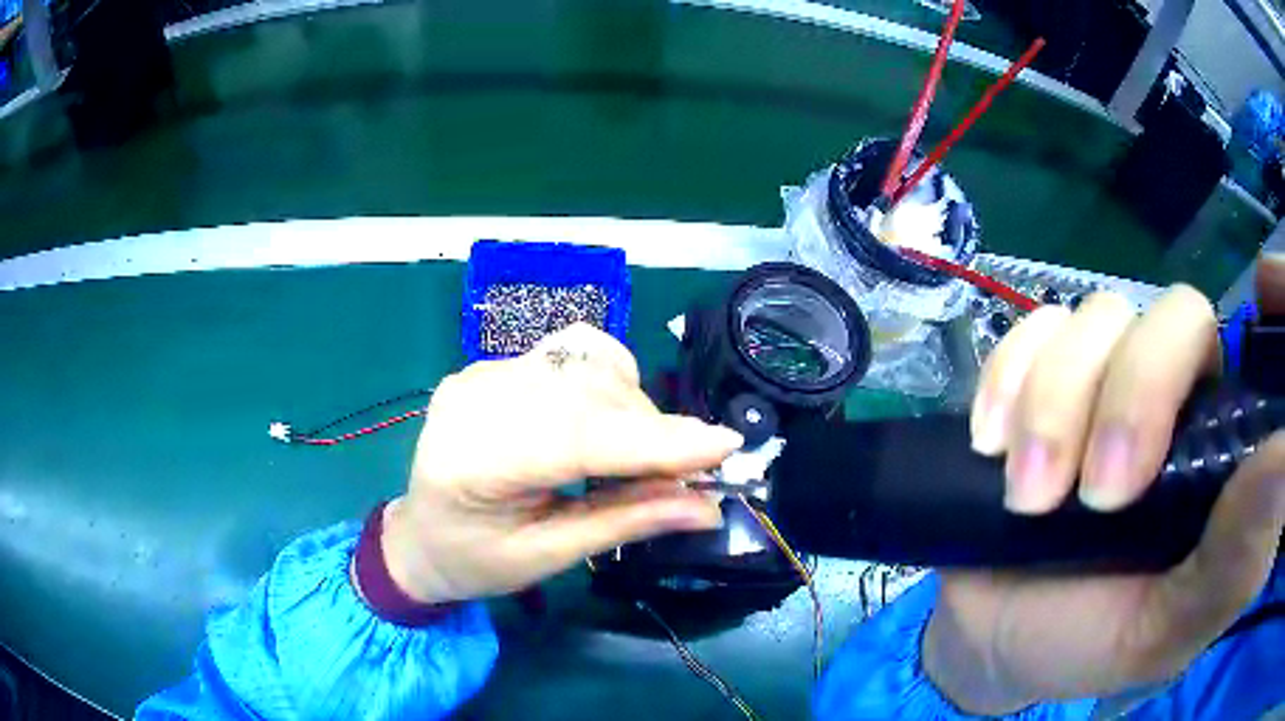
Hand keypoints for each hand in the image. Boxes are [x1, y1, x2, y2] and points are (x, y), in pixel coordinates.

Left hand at [378, 323, 741, 604]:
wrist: (422, 535)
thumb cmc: (476, 561)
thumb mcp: (548, 557)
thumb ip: (625, 523)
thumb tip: (707, 507)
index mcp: (469, 462)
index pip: (574, 437)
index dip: (654, 441)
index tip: (722, 446)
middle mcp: (471, 400)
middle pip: (585, 393)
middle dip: (651, 430)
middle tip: (688, 472)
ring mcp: (479, 373)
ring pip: (583, 364)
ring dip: (632, 404)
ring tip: (642, 454)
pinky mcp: (492, 365)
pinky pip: (568, 354)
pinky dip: (607, 381)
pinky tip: (608, 416)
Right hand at [924, 256, 1284, 713]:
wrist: (996, 636)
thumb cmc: (1090, 642)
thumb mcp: (1164, 629)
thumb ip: (1234, 559)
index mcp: (1213, 439)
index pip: (1219, 344)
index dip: (1174, 368)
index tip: (1125, 480)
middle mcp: (1171, 391)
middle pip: (1162, 315)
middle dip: (1115, 400)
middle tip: (1081, 497)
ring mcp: (1104, 376)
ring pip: (1091, 319)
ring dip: (1048, 406)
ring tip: (1024, 494)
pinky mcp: (1038, 379)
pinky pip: (1027, 332)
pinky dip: (1006, 380)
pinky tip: (990, 443)